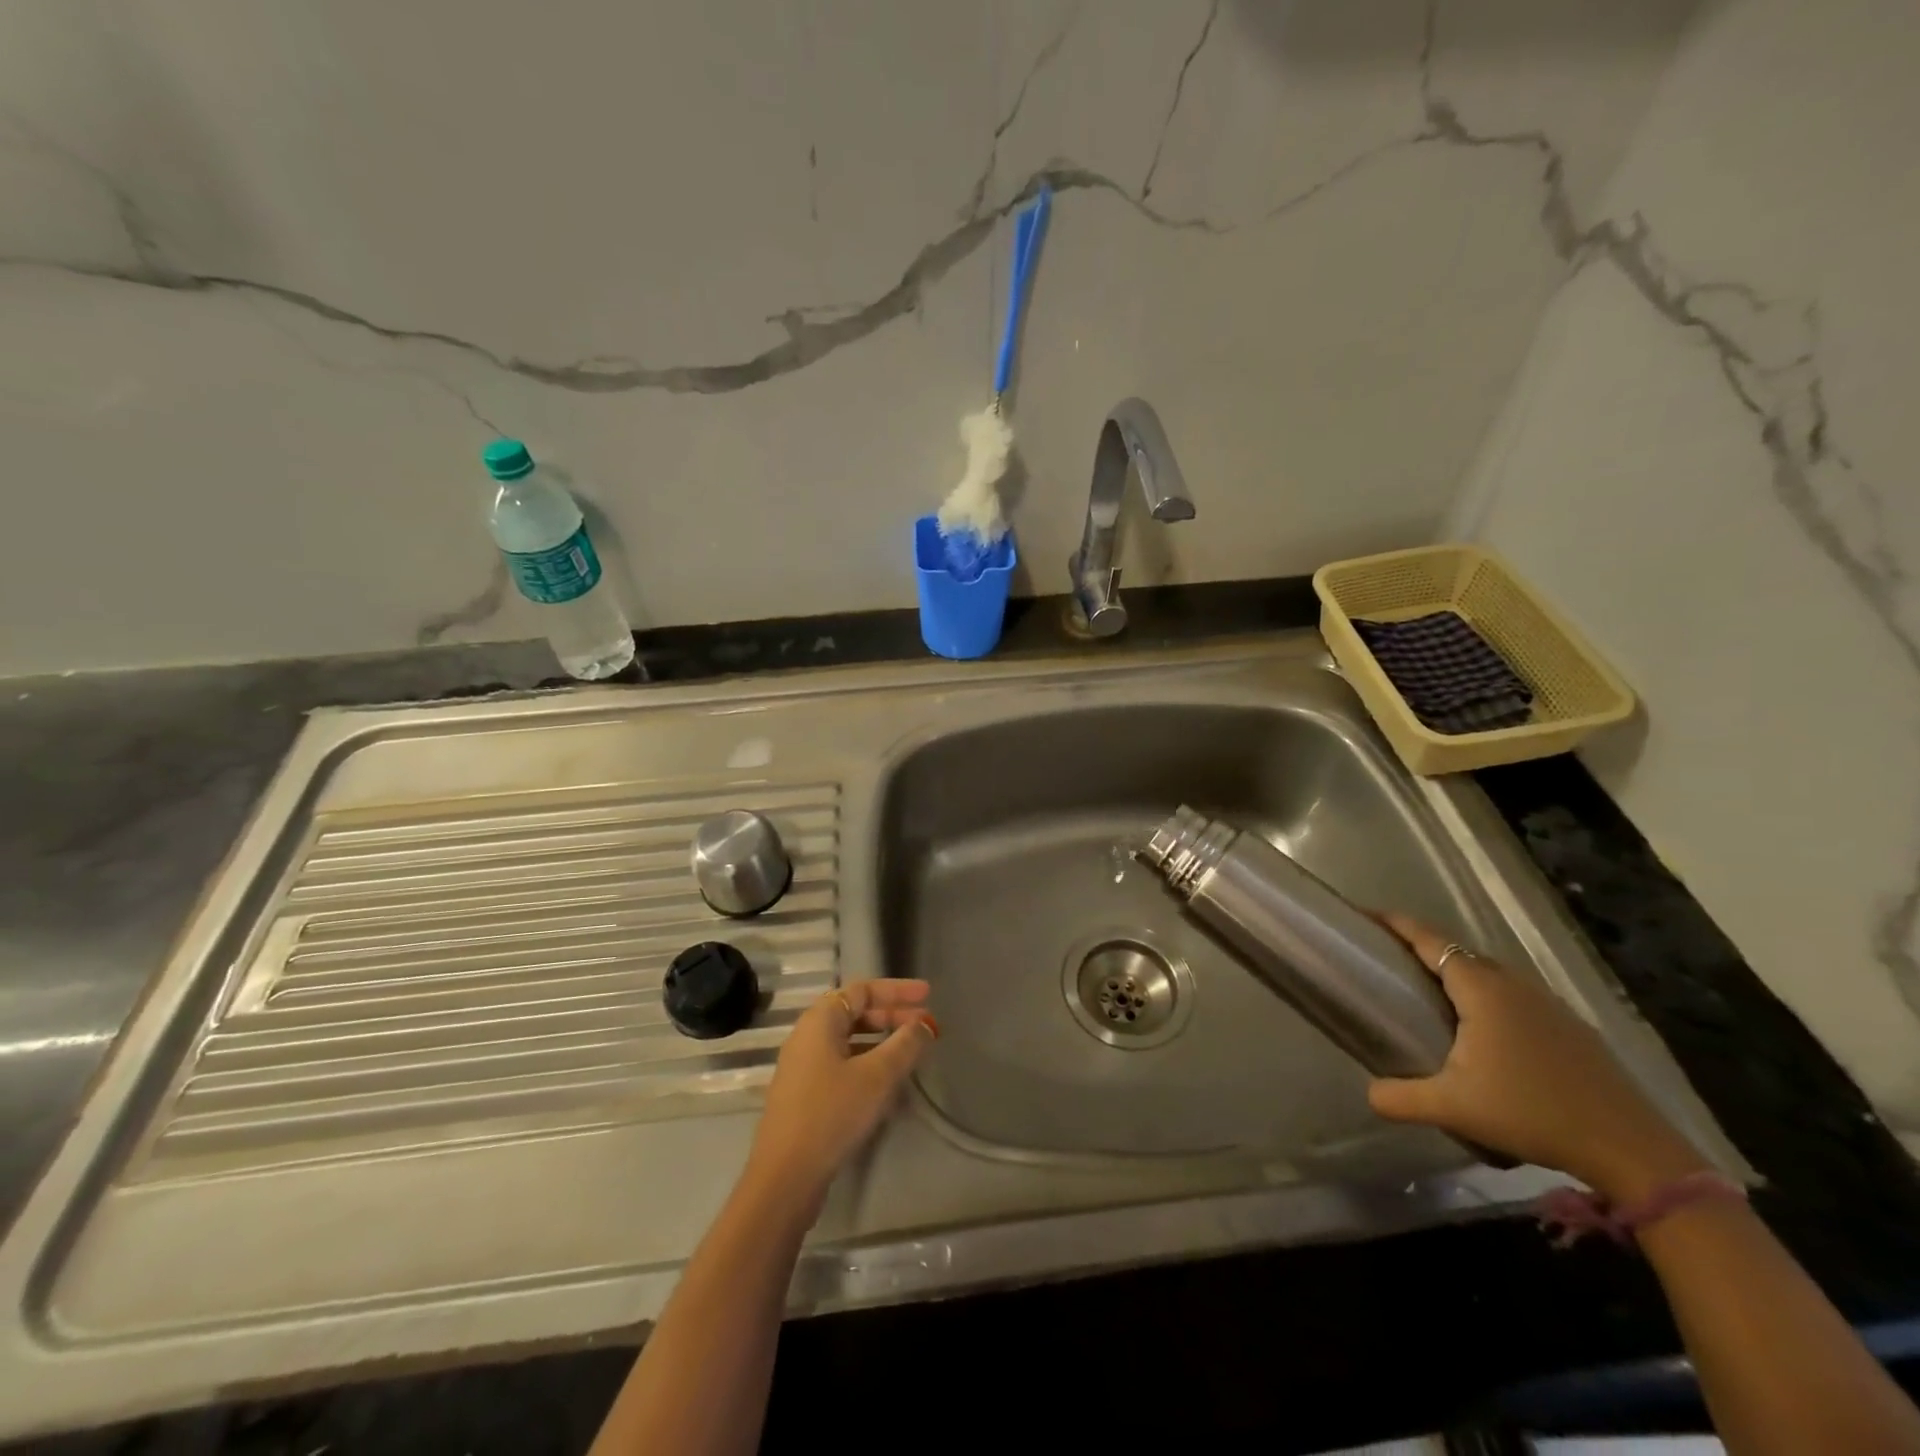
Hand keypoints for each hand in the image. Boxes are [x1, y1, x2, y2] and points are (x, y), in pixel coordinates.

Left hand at [743, 979, 935, 1219]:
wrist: (785, 1177)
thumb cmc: (831, 1114)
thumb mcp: (877, 1077)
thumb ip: (905, 1045)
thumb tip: (925, 1023)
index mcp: (820, 1021)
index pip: (862, 989)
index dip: (897, 990)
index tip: (927, 994)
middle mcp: (807, 1036)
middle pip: (854, 1012)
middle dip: (891, 1015)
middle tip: (924, 1025)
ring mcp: (803, 1066)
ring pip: (849, 1040)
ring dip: (881, 1040)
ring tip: (911, 1051)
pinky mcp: (804, 1094)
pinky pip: (841, 1063)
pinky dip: (867, 1062)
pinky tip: (886, 1082)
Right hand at [1367, 915, 1706, 1201]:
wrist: (1631, 1149)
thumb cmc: (1532, 1112)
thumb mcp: (1453, 1108)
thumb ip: (1400, 1097)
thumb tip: (1368, 1094)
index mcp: (1481, 988)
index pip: (1429, 940)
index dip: (1394, 924)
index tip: (1364, 916)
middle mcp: (1514, 984)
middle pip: (1457, 952)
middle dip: (1420, 949)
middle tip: (1387, 962)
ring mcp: (1548, 1004)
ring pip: (1489, 974)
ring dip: (1456, 974)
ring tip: (1429, 994)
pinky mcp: (1570, 1027)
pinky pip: (1514, 995)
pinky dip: (1487, 997)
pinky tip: (1484, 1032)